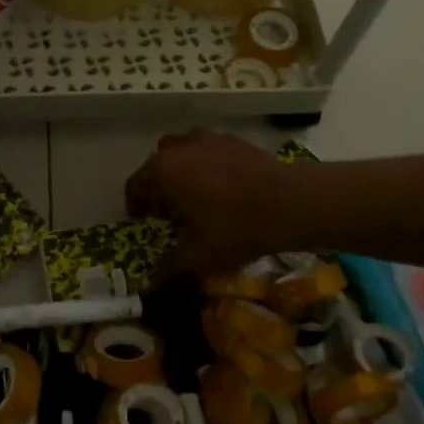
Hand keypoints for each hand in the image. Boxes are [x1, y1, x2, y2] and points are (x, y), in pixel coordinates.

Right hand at [126, 130, 297, 278]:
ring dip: (180, 169)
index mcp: (161, 173)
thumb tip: (152, 284)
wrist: (289, 202)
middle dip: (158, 186)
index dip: (136, 206)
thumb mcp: (199, 257)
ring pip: (180, 151)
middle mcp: (177, 148)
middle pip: (156, 165)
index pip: (135, 186)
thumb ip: (170, 269)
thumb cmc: (235, 229)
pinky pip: (206, 148)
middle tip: (171, 211)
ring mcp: (205, 138)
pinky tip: (224, 184)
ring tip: (196, 193)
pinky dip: (206, 162)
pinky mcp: (230, 138)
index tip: (145, 222)